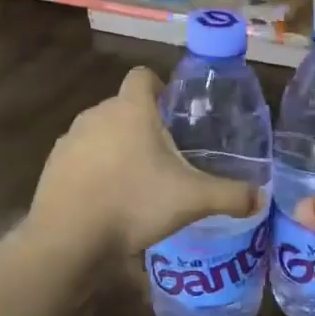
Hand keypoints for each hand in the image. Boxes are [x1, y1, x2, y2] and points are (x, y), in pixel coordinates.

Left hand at [30, 68, 258, 255]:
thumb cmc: (134, 204)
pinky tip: (108, 199)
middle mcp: (97, 114)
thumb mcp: (192, 200)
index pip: (143, 76)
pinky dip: (95, 170)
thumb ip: (231, 195)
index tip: (174, 111)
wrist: (69, 239)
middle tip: (167, 156)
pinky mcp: (53, 165)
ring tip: (138, 181)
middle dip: (144, 125)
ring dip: (118, 147)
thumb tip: (261, 198)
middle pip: (124, 106)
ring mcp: (70, 139)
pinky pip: (81, 157)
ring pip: (101, 132)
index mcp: (131, 110)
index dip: (160, 87)